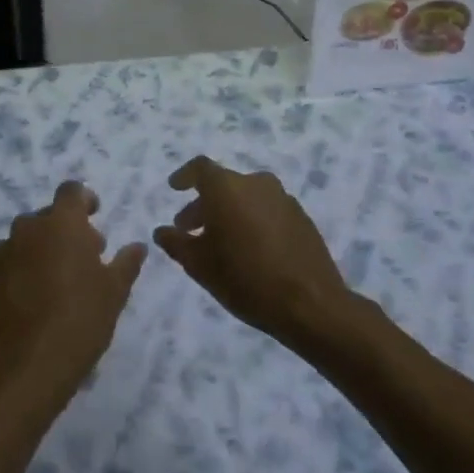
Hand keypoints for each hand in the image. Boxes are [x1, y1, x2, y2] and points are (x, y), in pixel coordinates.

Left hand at [0, 182, 144, 413]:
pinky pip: (1, 265)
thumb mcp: (114, 294)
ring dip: (36, 253)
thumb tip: (137, 246)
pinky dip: (12, 273)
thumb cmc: (80, 322)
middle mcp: (27, 227)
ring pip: (22, 242)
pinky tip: (22, 301)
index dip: (84, 200)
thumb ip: (125, 263)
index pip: (72, 191)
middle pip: (47, 218)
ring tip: (48, 286)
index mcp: (62, 222)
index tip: (93, 217)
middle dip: (63, 232)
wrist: (25, 366)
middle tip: (78, 262)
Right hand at [153, 156, 349, 344]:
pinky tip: (250, 250)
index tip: (174, 189)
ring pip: (246, 197)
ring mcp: (283, 199)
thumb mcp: (200, 266)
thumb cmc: (246, 279)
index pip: (200, 168)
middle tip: (190, 229)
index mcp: (227, 187)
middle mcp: (256, 183)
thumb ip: (176, 243)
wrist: (311, 304)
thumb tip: (162, 231)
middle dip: (204, 204)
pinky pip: (267, 210)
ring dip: (229, 213)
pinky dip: (253, 221)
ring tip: (220, 243)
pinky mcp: (302, 218)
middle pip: (223, 184)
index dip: (185, 176)